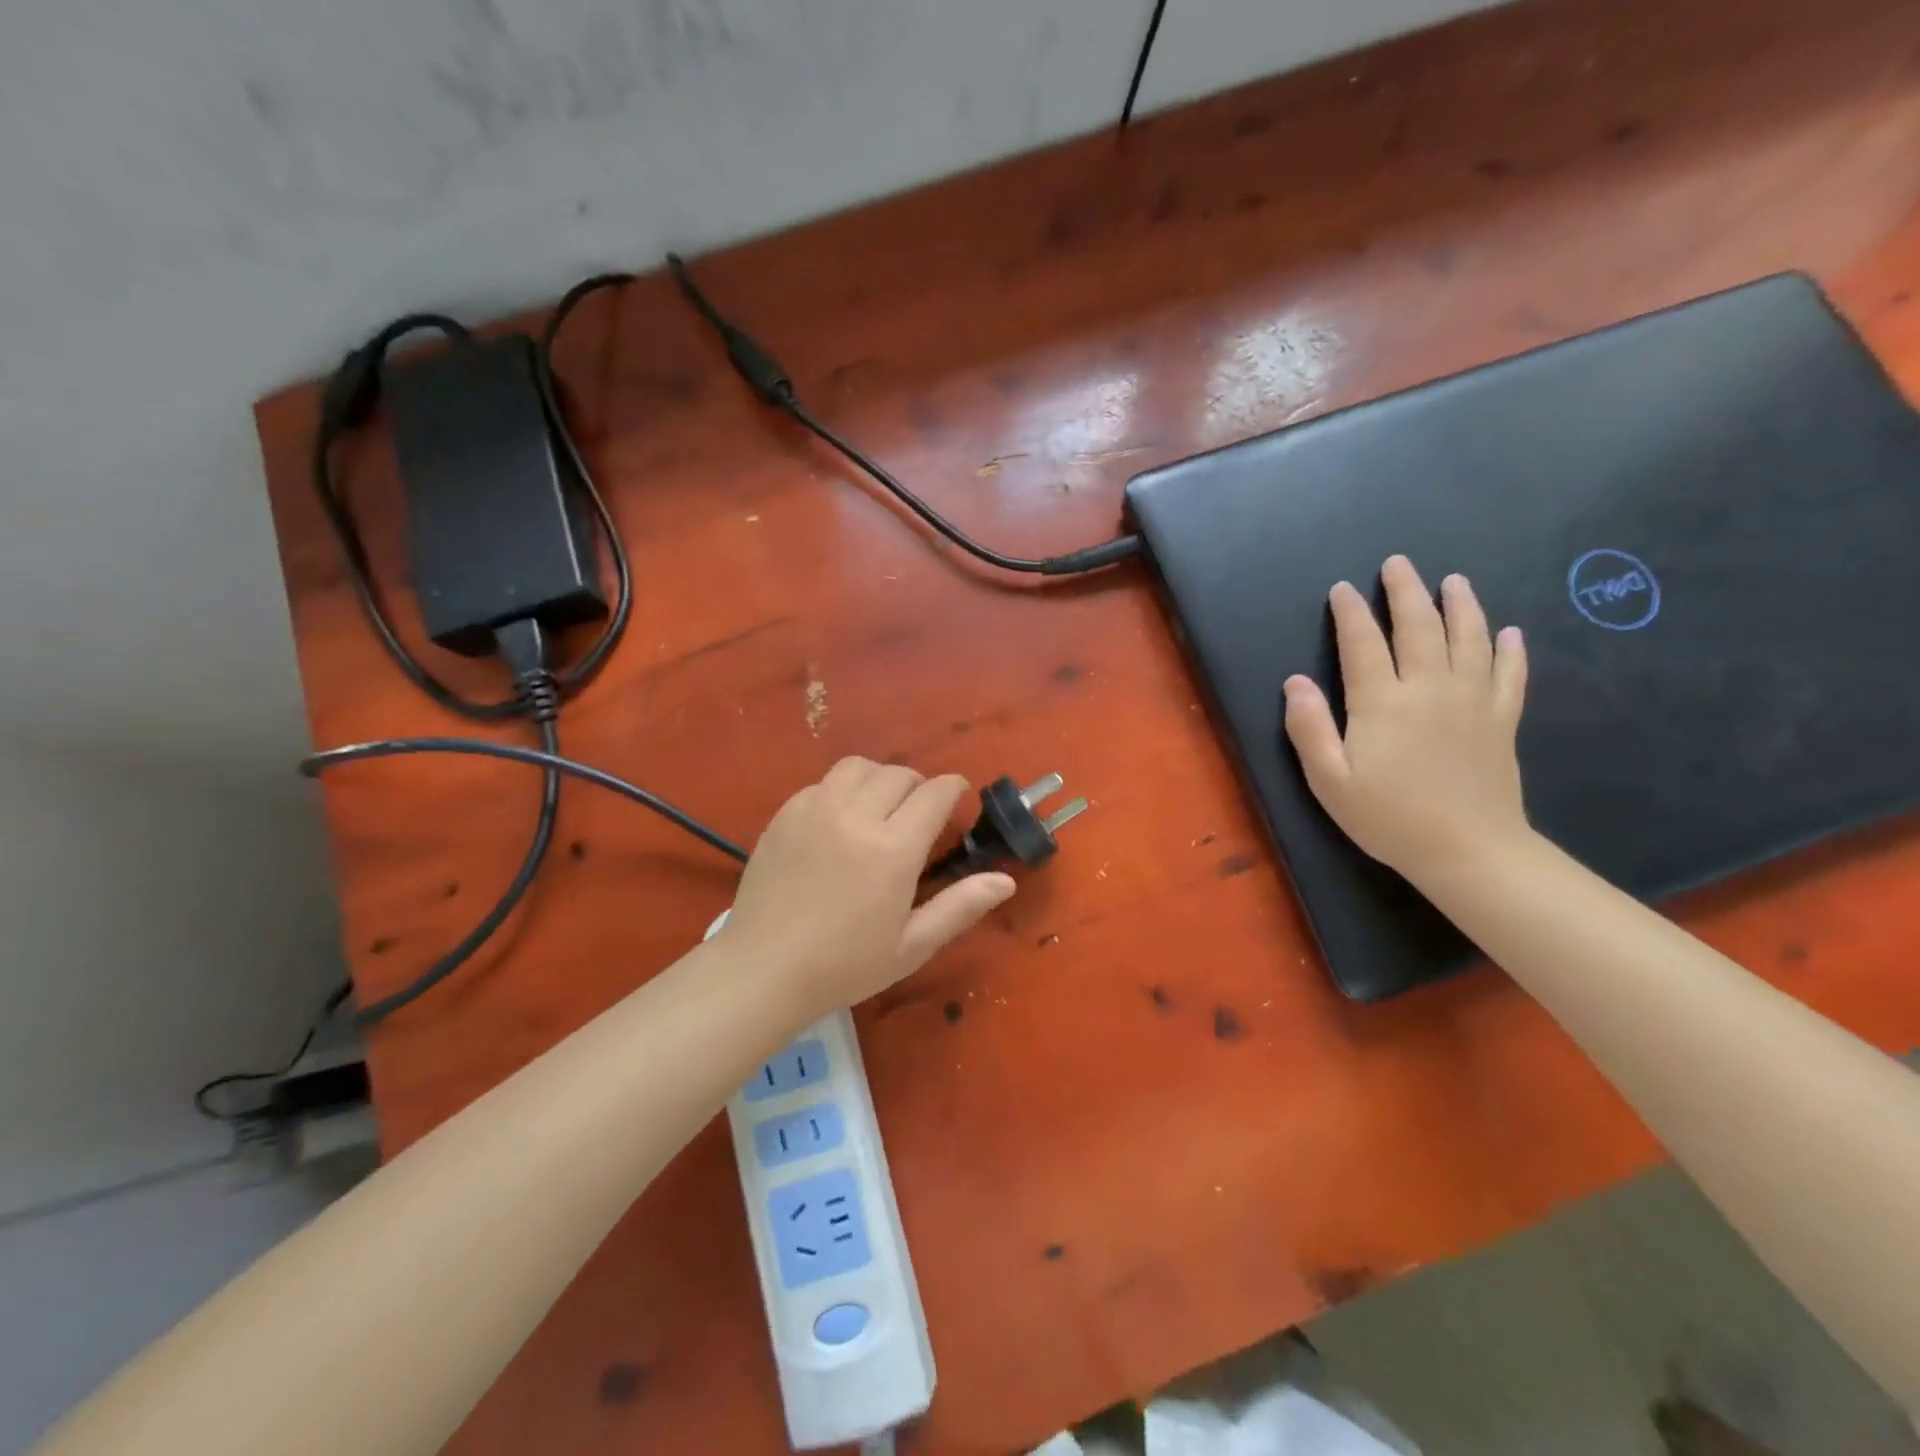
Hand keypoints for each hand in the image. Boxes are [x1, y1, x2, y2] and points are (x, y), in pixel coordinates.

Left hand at [719, 758, 1015, 1015]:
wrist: (763, 969)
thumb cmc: (844, 965)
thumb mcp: (911, 946)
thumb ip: (960, 907)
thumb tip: (1005, 880)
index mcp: (893, 849)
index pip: (935, 793)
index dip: (953, 788)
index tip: (957, 798)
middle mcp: (856, 816)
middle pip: (899, 774)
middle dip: (919, 786)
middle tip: (919, 813)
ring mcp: (815, 809)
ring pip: (859, 767)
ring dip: (879, 778)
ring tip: (880, 807)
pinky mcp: (785, 814)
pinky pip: (823, 783)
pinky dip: (841, 790)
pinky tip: (839, 820)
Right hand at [1283, 555, 1531, 886]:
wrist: (1469, 851)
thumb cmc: (1387, 817)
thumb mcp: (1329, 780)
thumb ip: (1309, 728)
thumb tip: (1294, 682)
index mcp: (1382, 703)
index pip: (1362, 644)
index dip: (1350, 613)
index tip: (1342, 589)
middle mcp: (1429, 689)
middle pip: (1419, 627)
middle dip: (1405, 591)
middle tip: (1398, 564)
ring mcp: (1472, 701)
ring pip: (1468, 638)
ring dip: (1460, 605)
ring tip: (1453, 581)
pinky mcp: (1501, 720)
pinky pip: (1509, 674)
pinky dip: (1509, 649)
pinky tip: (1507, 632)